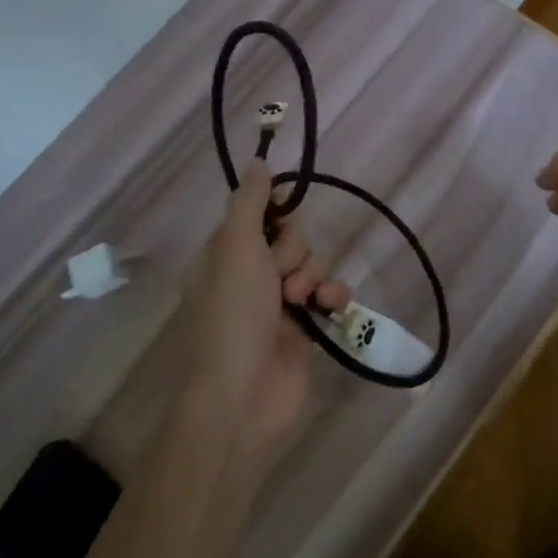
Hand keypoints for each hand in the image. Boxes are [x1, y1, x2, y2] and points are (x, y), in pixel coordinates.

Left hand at [184, 163, 350, 468]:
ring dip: (314, 275)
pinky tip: (328, 308)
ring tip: (302, 301)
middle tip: (280, 275)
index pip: (259, 213)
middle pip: (291, 236)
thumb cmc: (233, 315)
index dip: (275, 213)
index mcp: (225, 253)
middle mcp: (250, 274)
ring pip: (313, 263)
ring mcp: (278, 303)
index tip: (282, 218)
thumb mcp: (235, 247)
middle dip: (294, 250)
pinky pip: (329, 294)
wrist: (243, 397)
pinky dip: (332, 297)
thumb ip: (250, 202)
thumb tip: (258, 160)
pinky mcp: (305, 328)